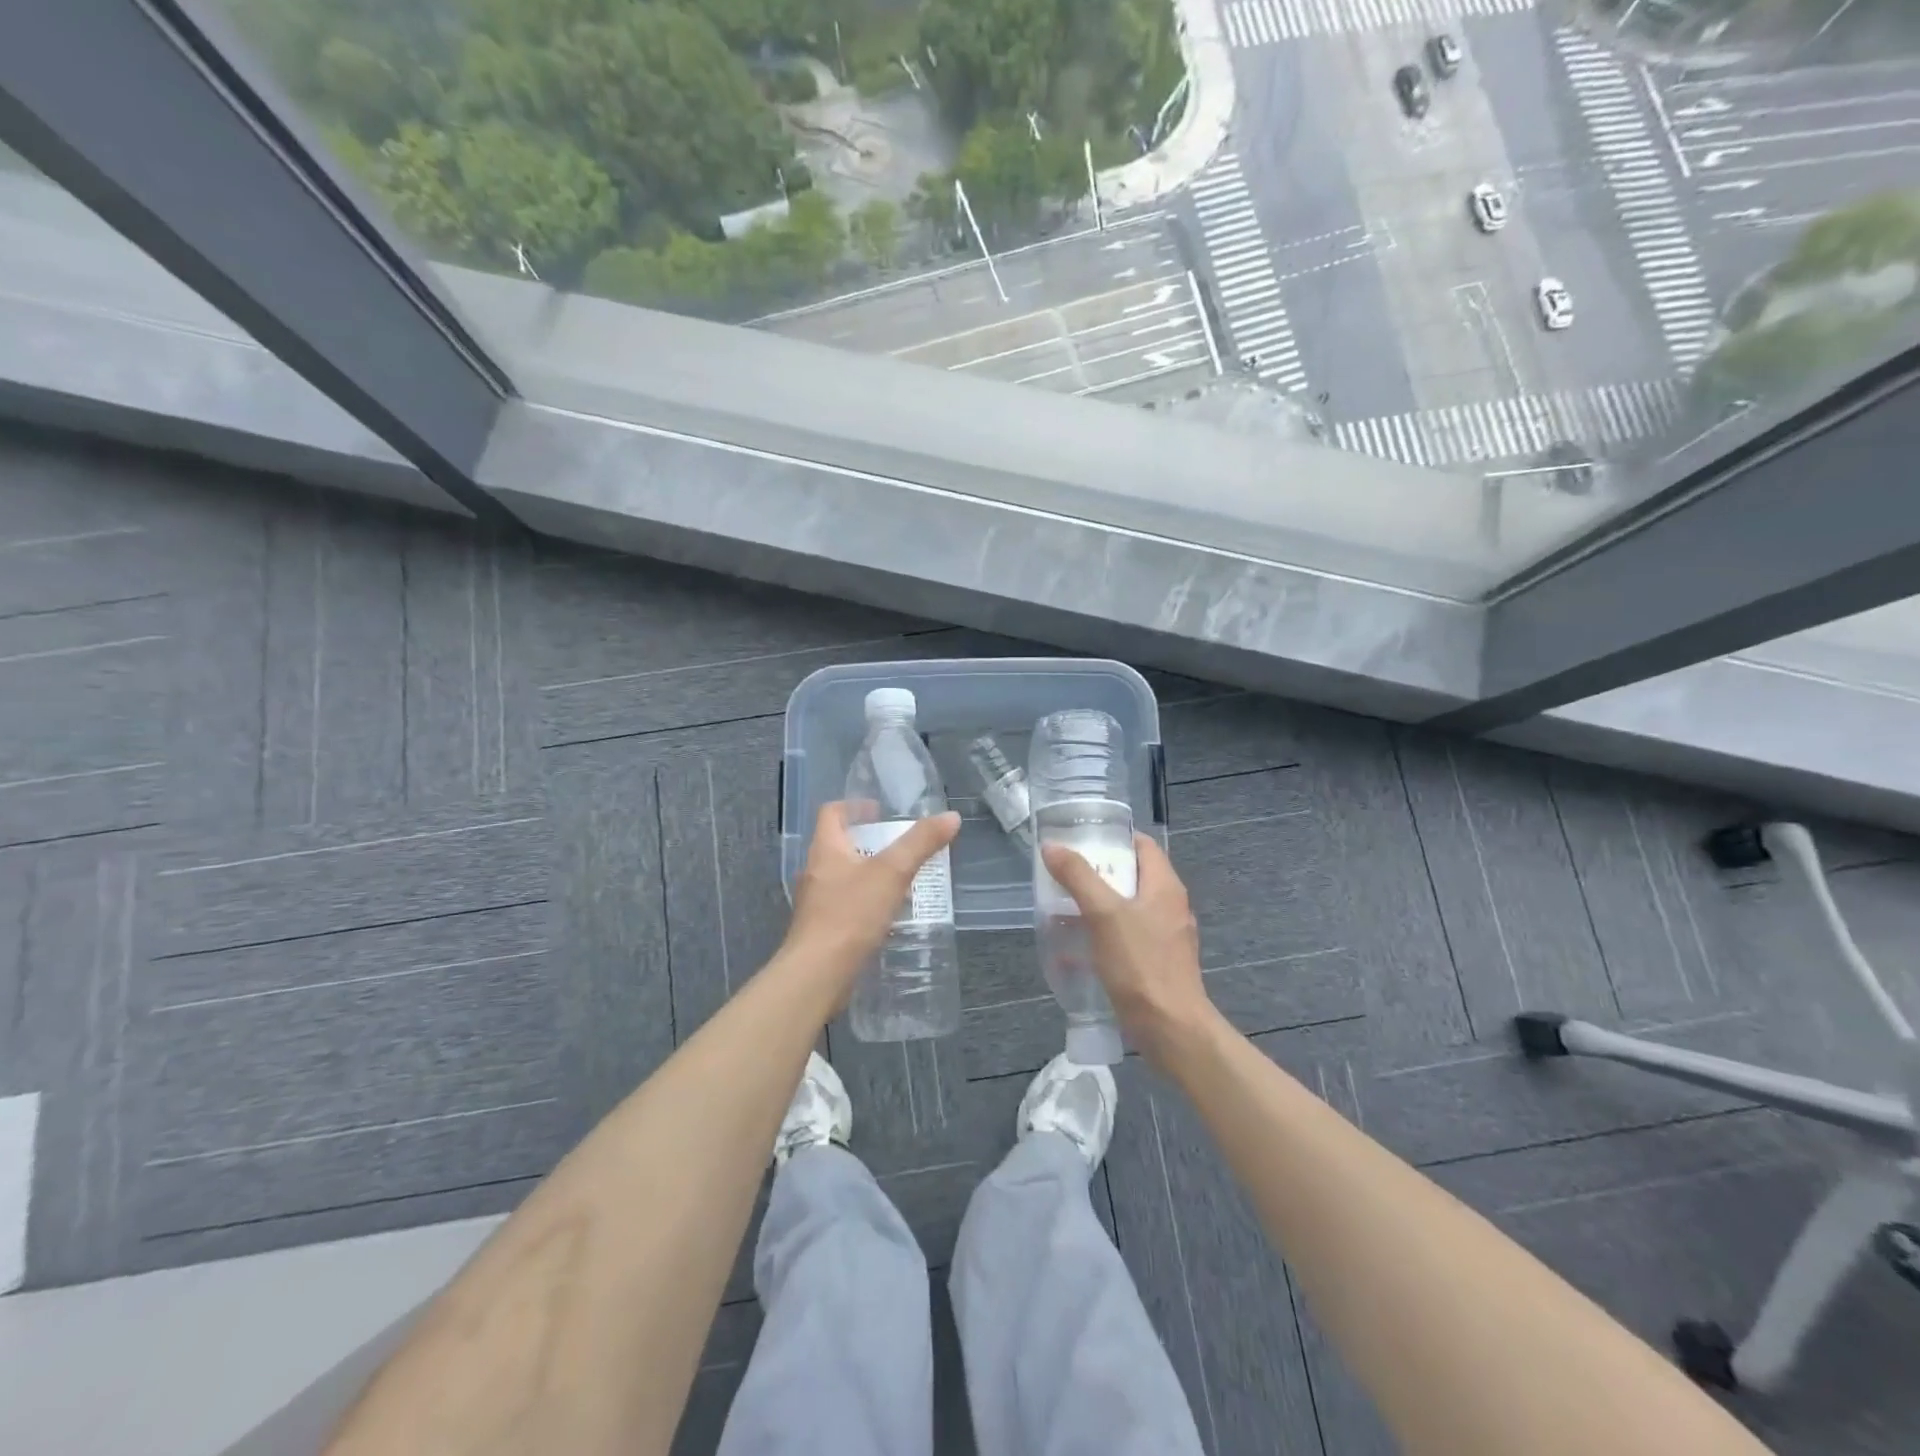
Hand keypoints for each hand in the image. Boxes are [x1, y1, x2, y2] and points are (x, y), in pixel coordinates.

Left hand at [780, 802, 960, 1005]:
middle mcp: (815, 872)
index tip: (880, 811)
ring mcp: (816, 903)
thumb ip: (921, 843)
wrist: (818, 974)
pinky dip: (866, 904)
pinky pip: (846, 906)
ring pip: (844, 878)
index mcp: (825, 849)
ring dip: (870, 875)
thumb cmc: (851, 914)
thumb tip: (951, 817)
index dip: (855, 806)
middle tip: (901, 847)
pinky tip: (888, 916)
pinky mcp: (822, 931)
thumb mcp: (892, 872)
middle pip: (839, 845)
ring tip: (901, 881)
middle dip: (870, 843)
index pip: (832, 813)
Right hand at [1040, 833, 1219, 1067]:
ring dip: (1097, 905)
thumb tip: (1052, 846)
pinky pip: (1128, 937)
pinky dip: (1103, 935)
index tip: (1081, 839)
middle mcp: (1170, 905)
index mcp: (1165, 886)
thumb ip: (1078, 877)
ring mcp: (1166, 936)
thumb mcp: (1104, 914)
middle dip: (1098, 873)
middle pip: (1132, 876)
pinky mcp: (1157, 962)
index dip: (1114, 837)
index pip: (1142, 845)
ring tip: (1063, 907)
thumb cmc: (1140, 964)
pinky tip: (1077, 948)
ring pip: (1128, 908)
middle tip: (1064, 874)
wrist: (1171, 1029)